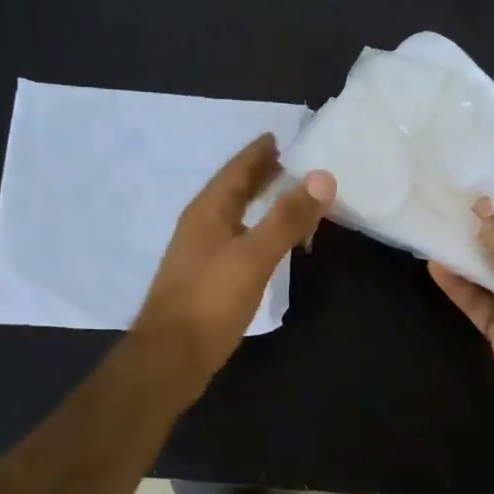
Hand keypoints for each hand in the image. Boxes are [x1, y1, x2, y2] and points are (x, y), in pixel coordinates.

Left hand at [132, 134, 335, 386]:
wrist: (171, 357)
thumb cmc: (210, 301)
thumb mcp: (254, 256)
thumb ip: (287, 217)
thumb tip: (323, 177)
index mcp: (208, 212)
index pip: (236, 170)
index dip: (257, 153)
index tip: (279, 136)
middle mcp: (201, 226)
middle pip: (232, 190)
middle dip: (258, 174)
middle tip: (289, 161)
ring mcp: (200, 253)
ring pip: (234, 215)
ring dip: (258, 201)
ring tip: (285, 195)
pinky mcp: (206, 279)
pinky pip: (236, 239)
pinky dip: (256, 229)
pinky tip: (268, 242)